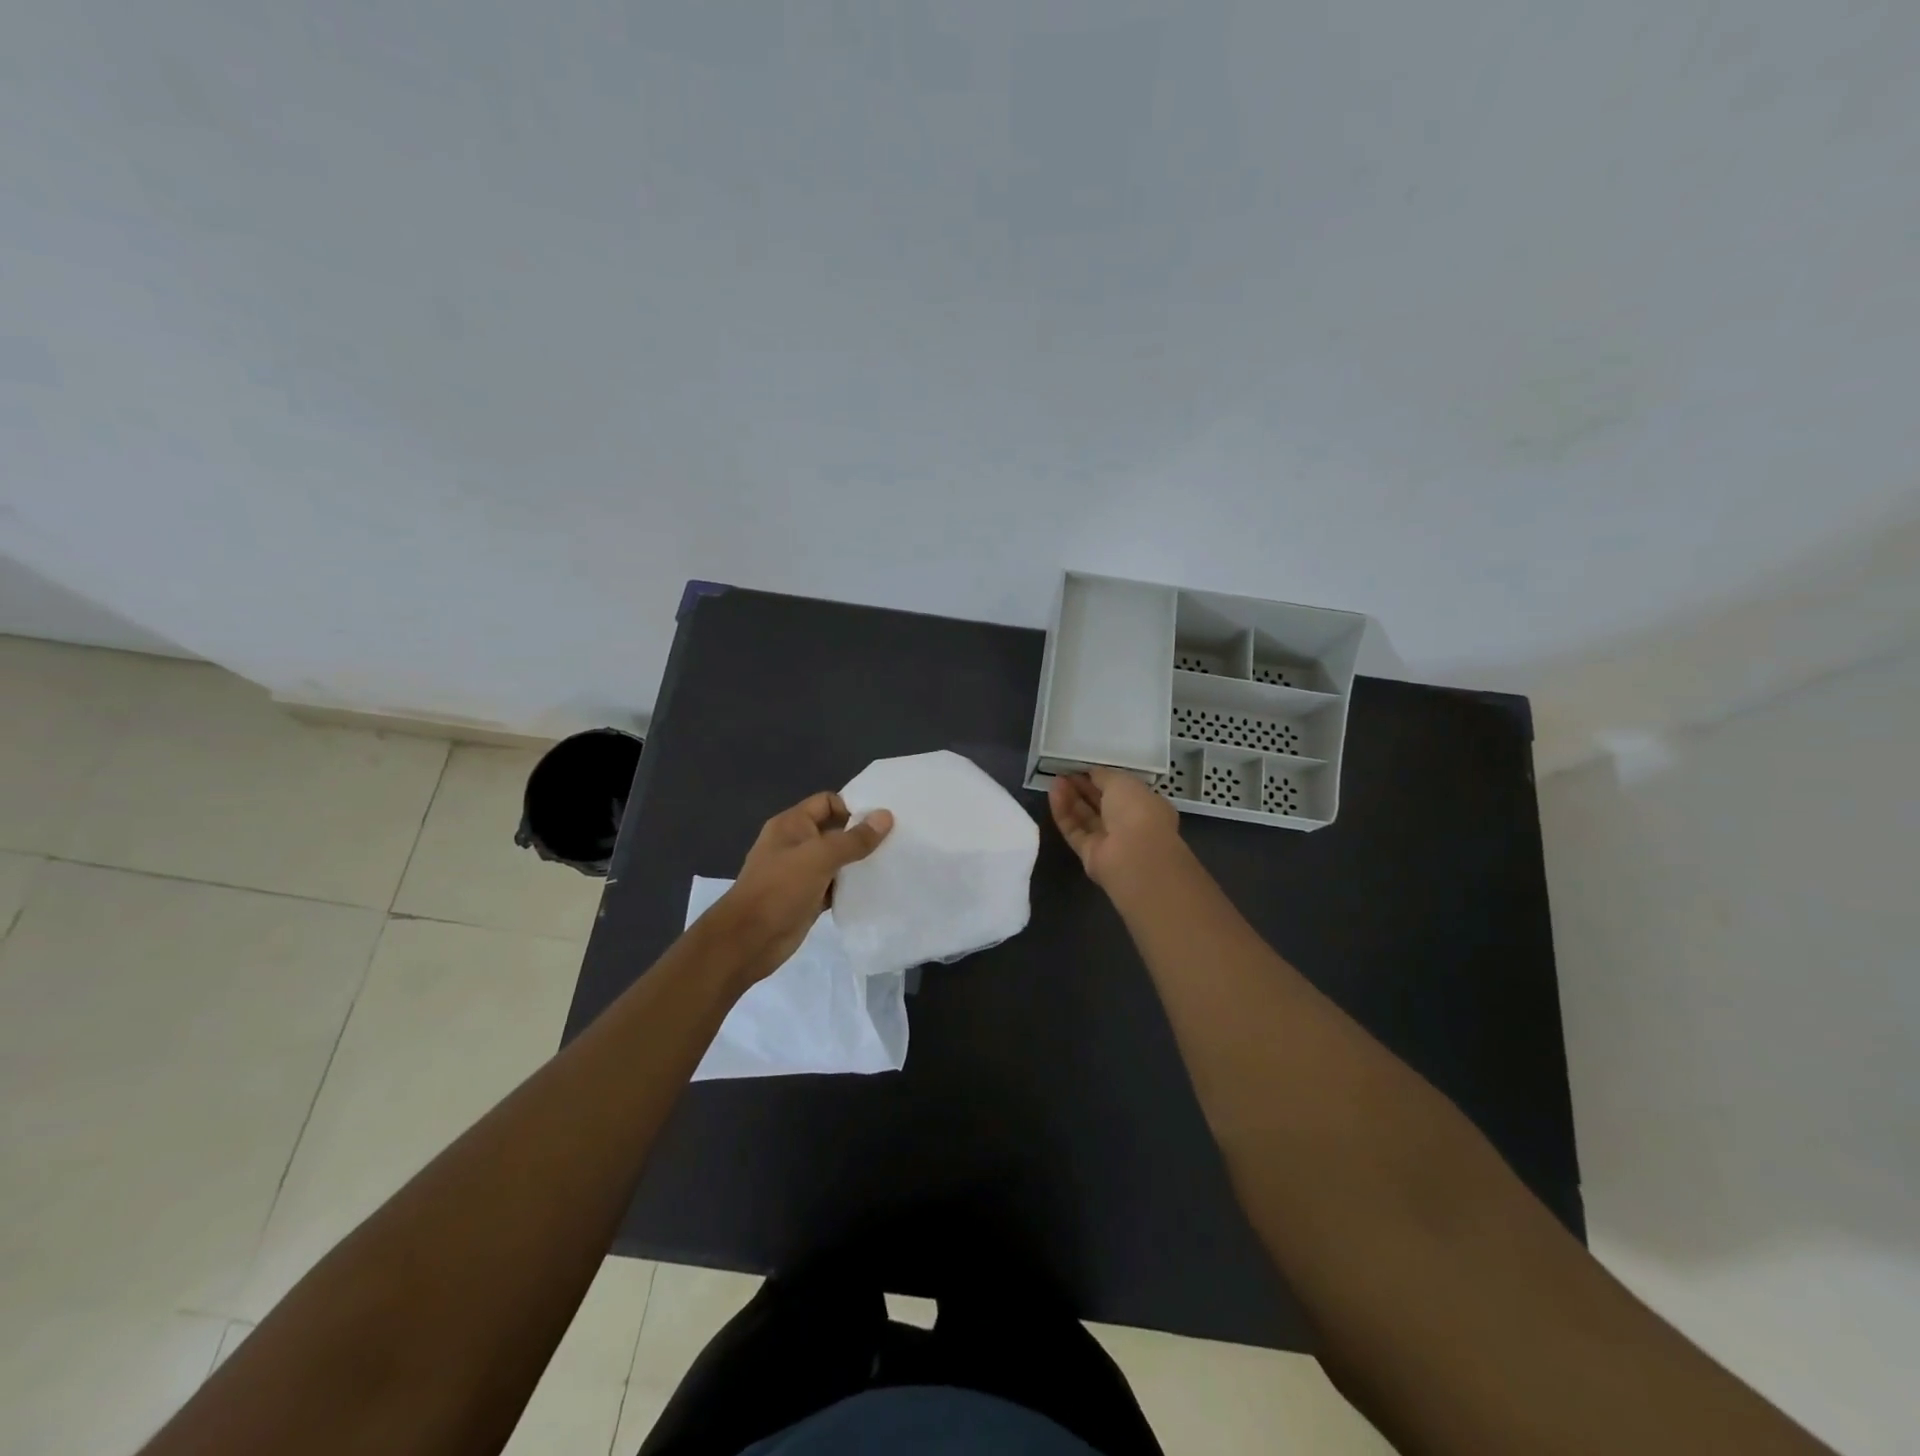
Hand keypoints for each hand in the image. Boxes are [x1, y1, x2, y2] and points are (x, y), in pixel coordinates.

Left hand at [715, 792, 892, 980]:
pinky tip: (874, 889)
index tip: (882, 821)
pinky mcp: (808, 898)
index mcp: (792, 824)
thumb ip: (854, 839)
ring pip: (837, 860)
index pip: (827, 802)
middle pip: (834, 830)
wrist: (748, 940)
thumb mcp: (819, 857)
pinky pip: (835, 885)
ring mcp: (801, 872)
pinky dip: (851, 886)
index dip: (853, 807)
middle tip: (895, 840)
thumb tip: (886, 816)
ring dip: (859, 862)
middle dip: (861, 835)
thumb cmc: (780, 889)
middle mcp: (796, 844)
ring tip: (891, 863)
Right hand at [1048, 768, 1183, 890]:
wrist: (1134, 856)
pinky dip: (1064, 813)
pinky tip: (1053, 794)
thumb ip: (1104, 776)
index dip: (1102, 777)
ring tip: (1055, 780)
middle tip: (1064, 771)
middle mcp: (1129, 824)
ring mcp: (1109, 841)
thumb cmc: (1136, 811)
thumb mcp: (1122, 782)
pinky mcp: (1090, 854)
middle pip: (1101, 803)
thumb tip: (1092, 773)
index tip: (1084, 766)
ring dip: (1071, 798)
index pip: (1122, 790)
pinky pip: (1075, 830)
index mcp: (1146, 805)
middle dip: (1084, 787)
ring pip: (1086, 817)